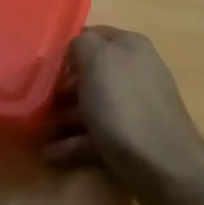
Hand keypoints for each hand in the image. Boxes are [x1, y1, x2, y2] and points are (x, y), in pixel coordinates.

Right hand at [46, 26, 203, 204]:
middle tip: (37, 102)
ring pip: (93, 106)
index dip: (67, 50)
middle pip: (91, 74)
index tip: (43, 68)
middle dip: (62, 88)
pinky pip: (98, 135)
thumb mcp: (97, 61)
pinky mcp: (134, 139)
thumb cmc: (125, 107)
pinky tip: (51, 154)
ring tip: (37, 132)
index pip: (92, 36)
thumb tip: (76, 50)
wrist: (166, 168)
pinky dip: (74, 143)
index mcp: (130, 47)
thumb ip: (81, 44)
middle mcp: (136, 71)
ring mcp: (137, 107)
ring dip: (63, 118)